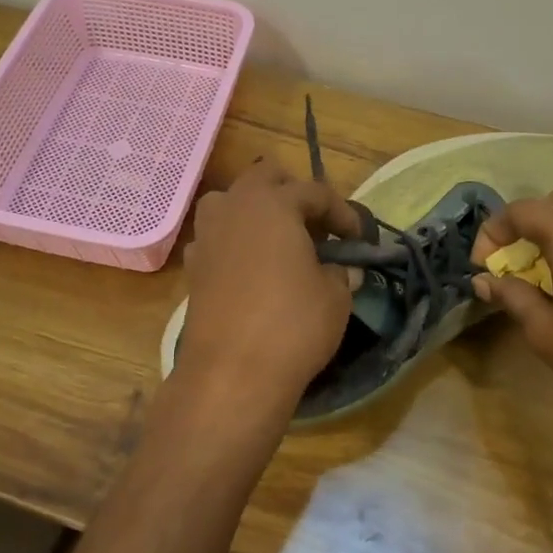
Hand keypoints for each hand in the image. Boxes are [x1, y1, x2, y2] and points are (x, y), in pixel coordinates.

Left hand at [176, 158, 362, 422]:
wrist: (232, 374)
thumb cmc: (293, 324)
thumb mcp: (336, 295)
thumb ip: (341, 272)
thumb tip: (343, 268)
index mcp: (273, 203)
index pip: (314, 192)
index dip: (343, 213)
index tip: (359, 239)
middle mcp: (234, 207)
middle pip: (264, 178)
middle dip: (293, 193)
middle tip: (316, 226)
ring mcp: (207, 235)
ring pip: (231, 202)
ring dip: (257, 211)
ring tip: (280, 241)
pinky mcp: (193, 267)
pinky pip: (217, 237)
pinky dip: (236, 242)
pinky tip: (252, 269)